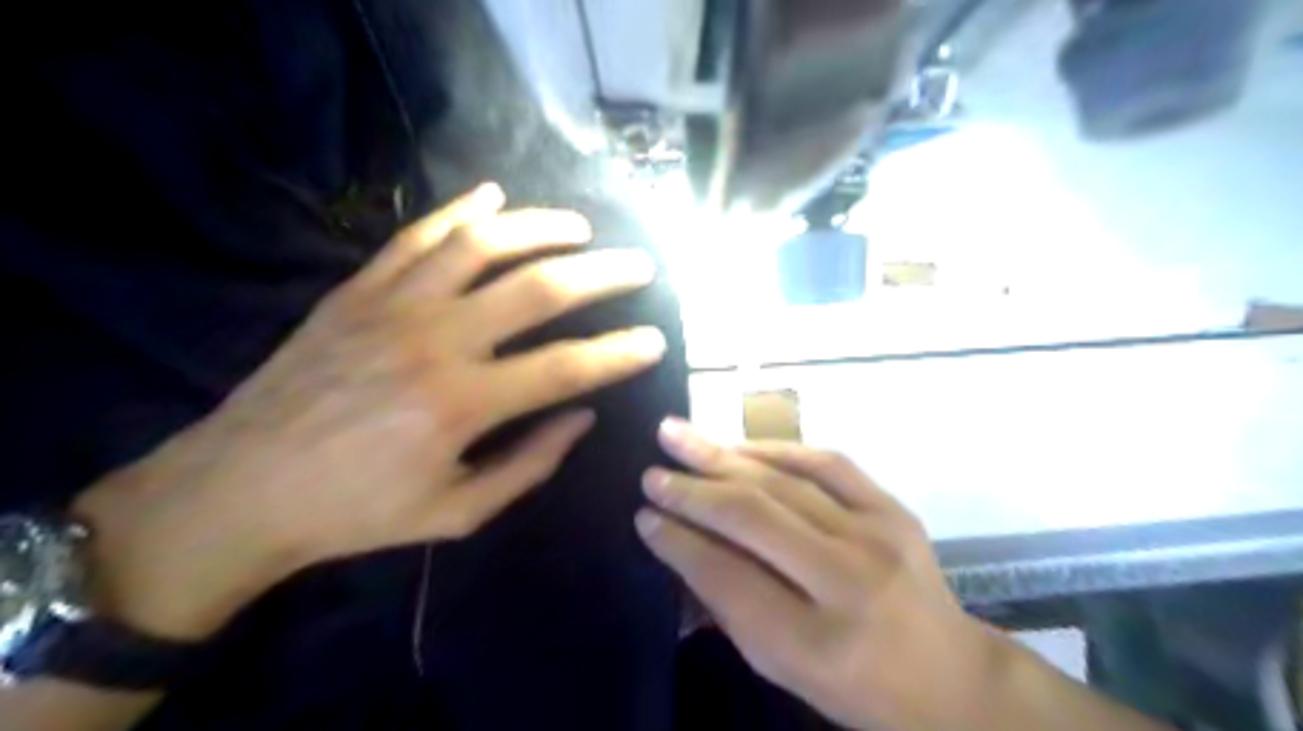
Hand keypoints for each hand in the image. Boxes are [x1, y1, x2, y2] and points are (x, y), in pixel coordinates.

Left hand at [74, 187, 664, 641]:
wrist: (239, 490)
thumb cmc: (356, 512)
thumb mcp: (457, 511)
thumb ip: (529, 465)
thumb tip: (583, 417)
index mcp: (463, 405)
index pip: (567, 367)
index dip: (620, 353)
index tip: (656, 341)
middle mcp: (436, 341)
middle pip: (539, 289)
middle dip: (602, 274)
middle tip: (639, 267)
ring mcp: (394, 306)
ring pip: (482, 244)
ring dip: (541, 228)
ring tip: (580, 228)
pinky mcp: (358, 291)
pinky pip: (418, 237)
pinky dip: (461, 211)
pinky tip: (493, 196)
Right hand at [640, 422, 1003, 730]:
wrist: (949, 676)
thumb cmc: (853, 684)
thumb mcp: (780, 666)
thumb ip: (726, 605)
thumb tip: (675, 543)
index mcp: (814, 643)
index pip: (727, 576)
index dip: (679, 541)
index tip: (644, 516)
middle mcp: (848, 580)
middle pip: (753, 517)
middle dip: (691, 491)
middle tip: (651, 472)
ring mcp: (877, 535)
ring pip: (783, 480)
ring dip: (722, 455)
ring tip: (677, 435)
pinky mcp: (893, 508)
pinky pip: (825, 461)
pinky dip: (775, 447)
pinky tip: (738, 444)